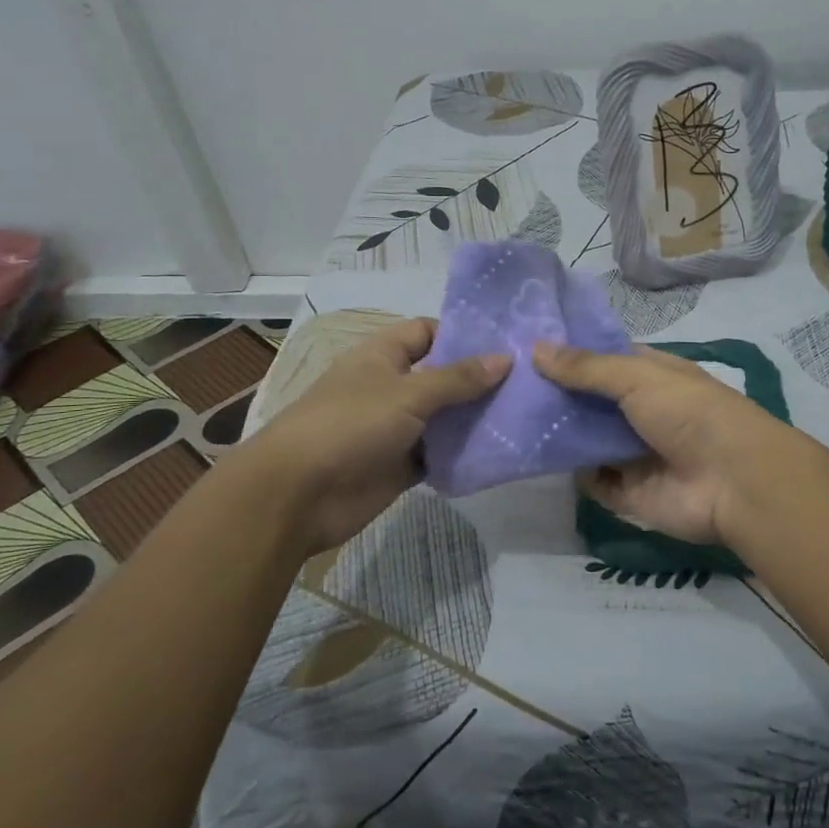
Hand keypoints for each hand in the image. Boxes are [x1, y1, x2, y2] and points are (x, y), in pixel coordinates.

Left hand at [245, 318, 509, 554]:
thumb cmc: (350, 425)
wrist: (298, 495)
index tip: (507, 343)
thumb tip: (505, 358)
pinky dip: (462, 454)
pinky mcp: (400, 465)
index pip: (428, 332)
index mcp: (382, 356)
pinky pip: (438, 455)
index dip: (463, 334)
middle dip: (479, 379)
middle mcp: (390, 387)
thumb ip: (458, 378)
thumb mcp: (408, 393)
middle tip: (530, 380)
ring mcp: (395, 428)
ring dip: (475, 419)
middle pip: (441, 376)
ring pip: (444, 418)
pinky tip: (499, 452)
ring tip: (525, 414)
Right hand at [532, 341, 791, 547]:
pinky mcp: (628, 492)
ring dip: (557, 431)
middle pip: (589, 400)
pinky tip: (533, 456)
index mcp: (651, 375)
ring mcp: (633, 452)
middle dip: (555, 393)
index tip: (526, 345)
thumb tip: (536, 348)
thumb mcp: (638, 377)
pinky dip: (570, 470)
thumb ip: (586, 367)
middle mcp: (640, 411)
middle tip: (504, 382)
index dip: (570, 352)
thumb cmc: (689, 413)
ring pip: (585, 438)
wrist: (734, 482)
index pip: (603, 359)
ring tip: (506, 416)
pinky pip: (591, 479)